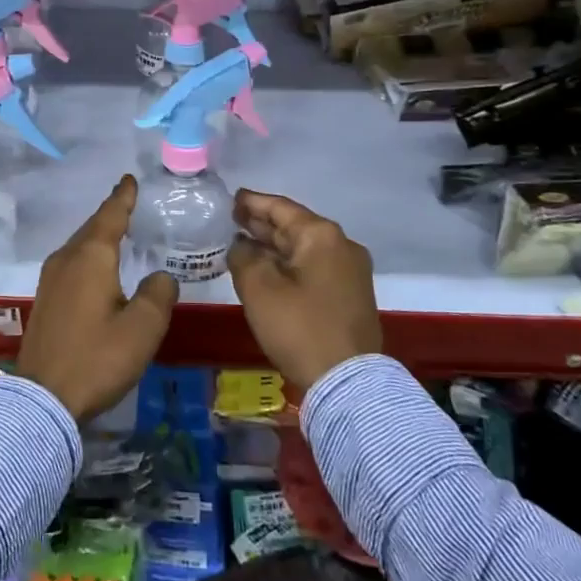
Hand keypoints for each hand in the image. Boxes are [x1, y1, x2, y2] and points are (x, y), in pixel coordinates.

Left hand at [18, 175, 178, 422]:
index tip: (129, 178)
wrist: (43, 399)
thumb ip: (158, 294)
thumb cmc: (97, 358)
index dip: (123, 197)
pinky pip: (71, 263)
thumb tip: (160, 276)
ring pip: (79, 246)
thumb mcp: (142, 329)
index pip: (110, 216)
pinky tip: (97, 268)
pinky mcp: (45, 300)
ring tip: (117, 231)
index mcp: (91, 257)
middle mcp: (66, 259)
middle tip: (128, 202)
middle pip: (92, 227)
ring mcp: (50, 279)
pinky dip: (88, 256)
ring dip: (98, 236)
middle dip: (110, 214)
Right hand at [226, 189, 380, 388]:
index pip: (280, 207)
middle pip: (295, 226)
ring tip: (244, 243)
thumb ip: (243, 256)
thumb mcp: (259, 288)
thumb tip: (242, 245)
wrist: (347, 382)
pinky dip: (289, 263)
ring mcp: (350, 271)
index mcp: (321, 236)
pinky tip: (269, 269)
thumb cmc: (299, 327)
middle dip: (262, 224)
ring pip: (304, 248)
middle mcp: (341, 245)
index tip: (230, 198)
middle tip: (232, 219)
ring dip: (275, 246)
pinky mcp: (351, 295)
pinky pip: (314, 267)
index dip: (252, 202)